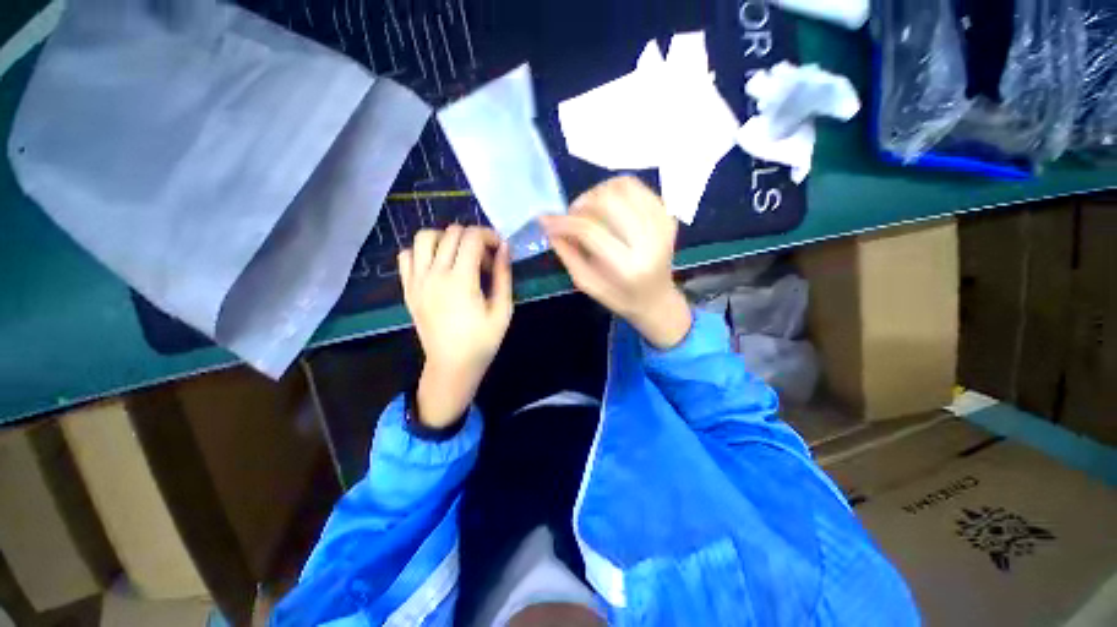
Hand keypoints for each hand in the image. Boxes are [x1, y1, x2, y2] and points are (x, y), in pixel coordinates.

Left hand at [398, 225, 512, 427]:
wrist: (452, 365)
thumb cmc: (482, 341)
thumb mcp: (503, 310)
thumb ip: (503, 276)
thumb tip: (505, 248)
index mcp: (461, 280)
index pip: (472, 237)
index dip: (489, 236)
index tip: (499, 248)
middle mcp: (435, 274)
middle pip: (451, 233)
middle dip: (473, 237)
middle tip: (484, 258)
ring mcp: (417, 280)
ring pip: (425, 237)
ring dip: (446, 238)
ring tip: (460, 256)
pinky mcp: (408, 288)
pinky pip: (407, 255)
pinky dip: (422, 252)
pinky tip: (437, 265)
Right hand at [540, 176, 690, 348]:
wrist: (657, 298)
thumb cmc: (619, 297)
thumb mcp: (588, 284)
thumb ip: (568, 255)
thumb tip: (549, 226)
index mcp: (629, 267)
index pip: (591, 230)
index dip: (564, 221)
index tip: (546, 221)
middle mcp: (650, 241)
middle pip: (609, 201)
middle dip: (582, 202)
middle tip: (572, 215)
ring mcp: (663, 224)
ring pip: (624, 186)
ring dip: (598, 192)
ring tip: (588, 208)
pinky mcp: (668, 215)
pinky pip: (638, 187)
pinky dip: (617, 189)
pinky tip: (608, 204)